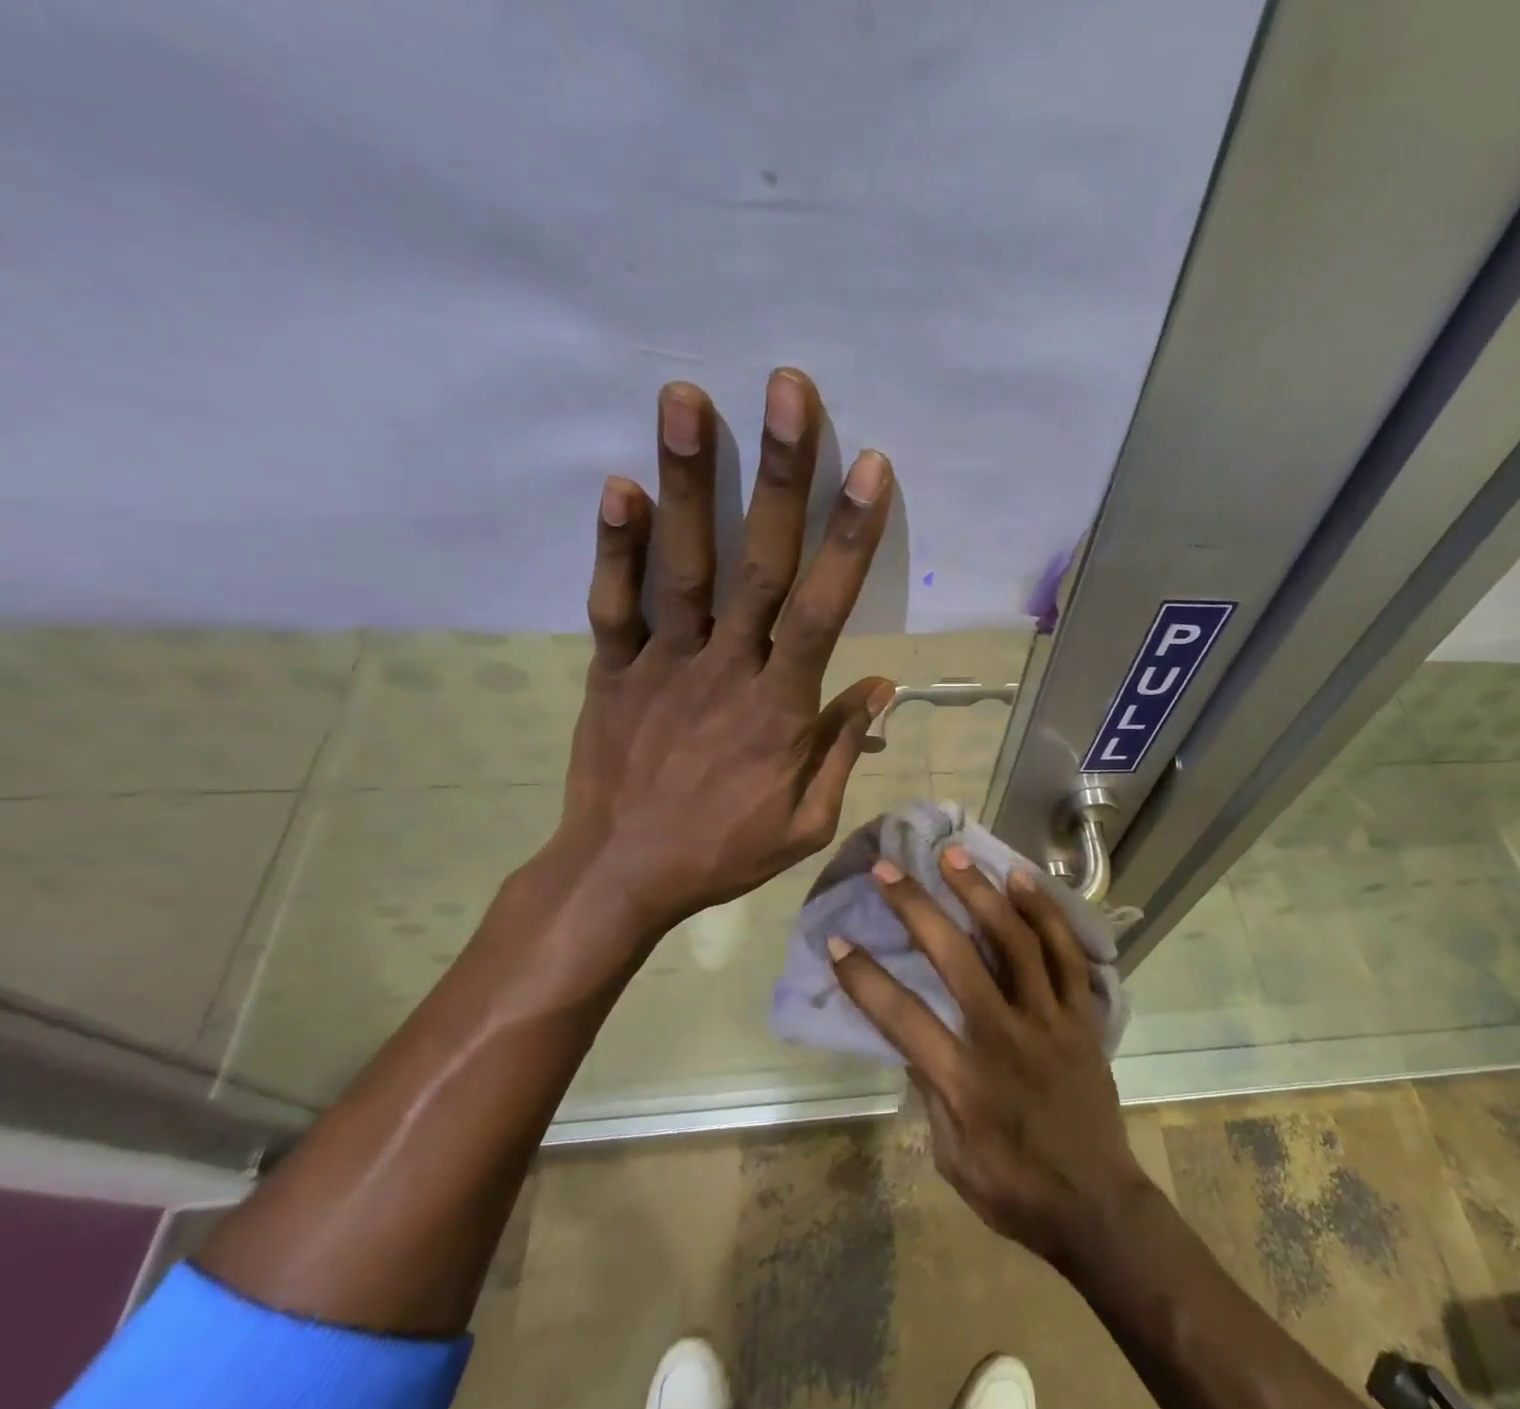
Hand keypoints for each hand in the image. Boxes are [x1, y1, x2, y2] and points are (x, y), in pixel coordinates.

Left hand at [543, 368, 894, 972]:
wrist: (620, 877)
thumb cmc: (724, 852)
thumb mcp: (807, 820)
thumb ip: (843, 748)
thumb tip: (881, 686)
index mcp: (780, 708)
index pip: (823, 610)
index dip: (848, 537)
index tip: (870, 469)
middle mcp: (725, 668)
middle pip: (757, 563)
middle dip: (777, 475)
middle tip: (787, 392)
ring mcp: (662, 663)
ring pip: (682, 565)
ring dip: (686, 480)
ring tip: (685, 398)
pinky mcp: (611, 669)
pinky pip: (614, 602)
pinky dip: (615, 545)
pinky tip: (619, 483)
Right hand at [827, 850, 1153, 1268]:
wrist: (1098, 1206)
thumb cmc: (1014, 1189)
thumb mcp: (951, 1156)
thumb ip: (929, 1090)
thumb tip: (910, 1035)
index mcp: (966, 1081)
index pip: (903, 1018)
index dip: (864, 978)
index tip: (838, 941)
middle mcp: (1006, 1037)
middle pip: (957, 958)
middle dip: (917, 908)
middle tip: (890, 869)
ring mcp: (1051, 1020)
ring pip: (1015, 941)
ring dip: (981, 893)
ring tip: (954, 856)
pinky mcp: (1082, 1015)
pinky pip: (1066, 953)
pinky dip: (1044, 913)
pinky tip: (1021, 879)